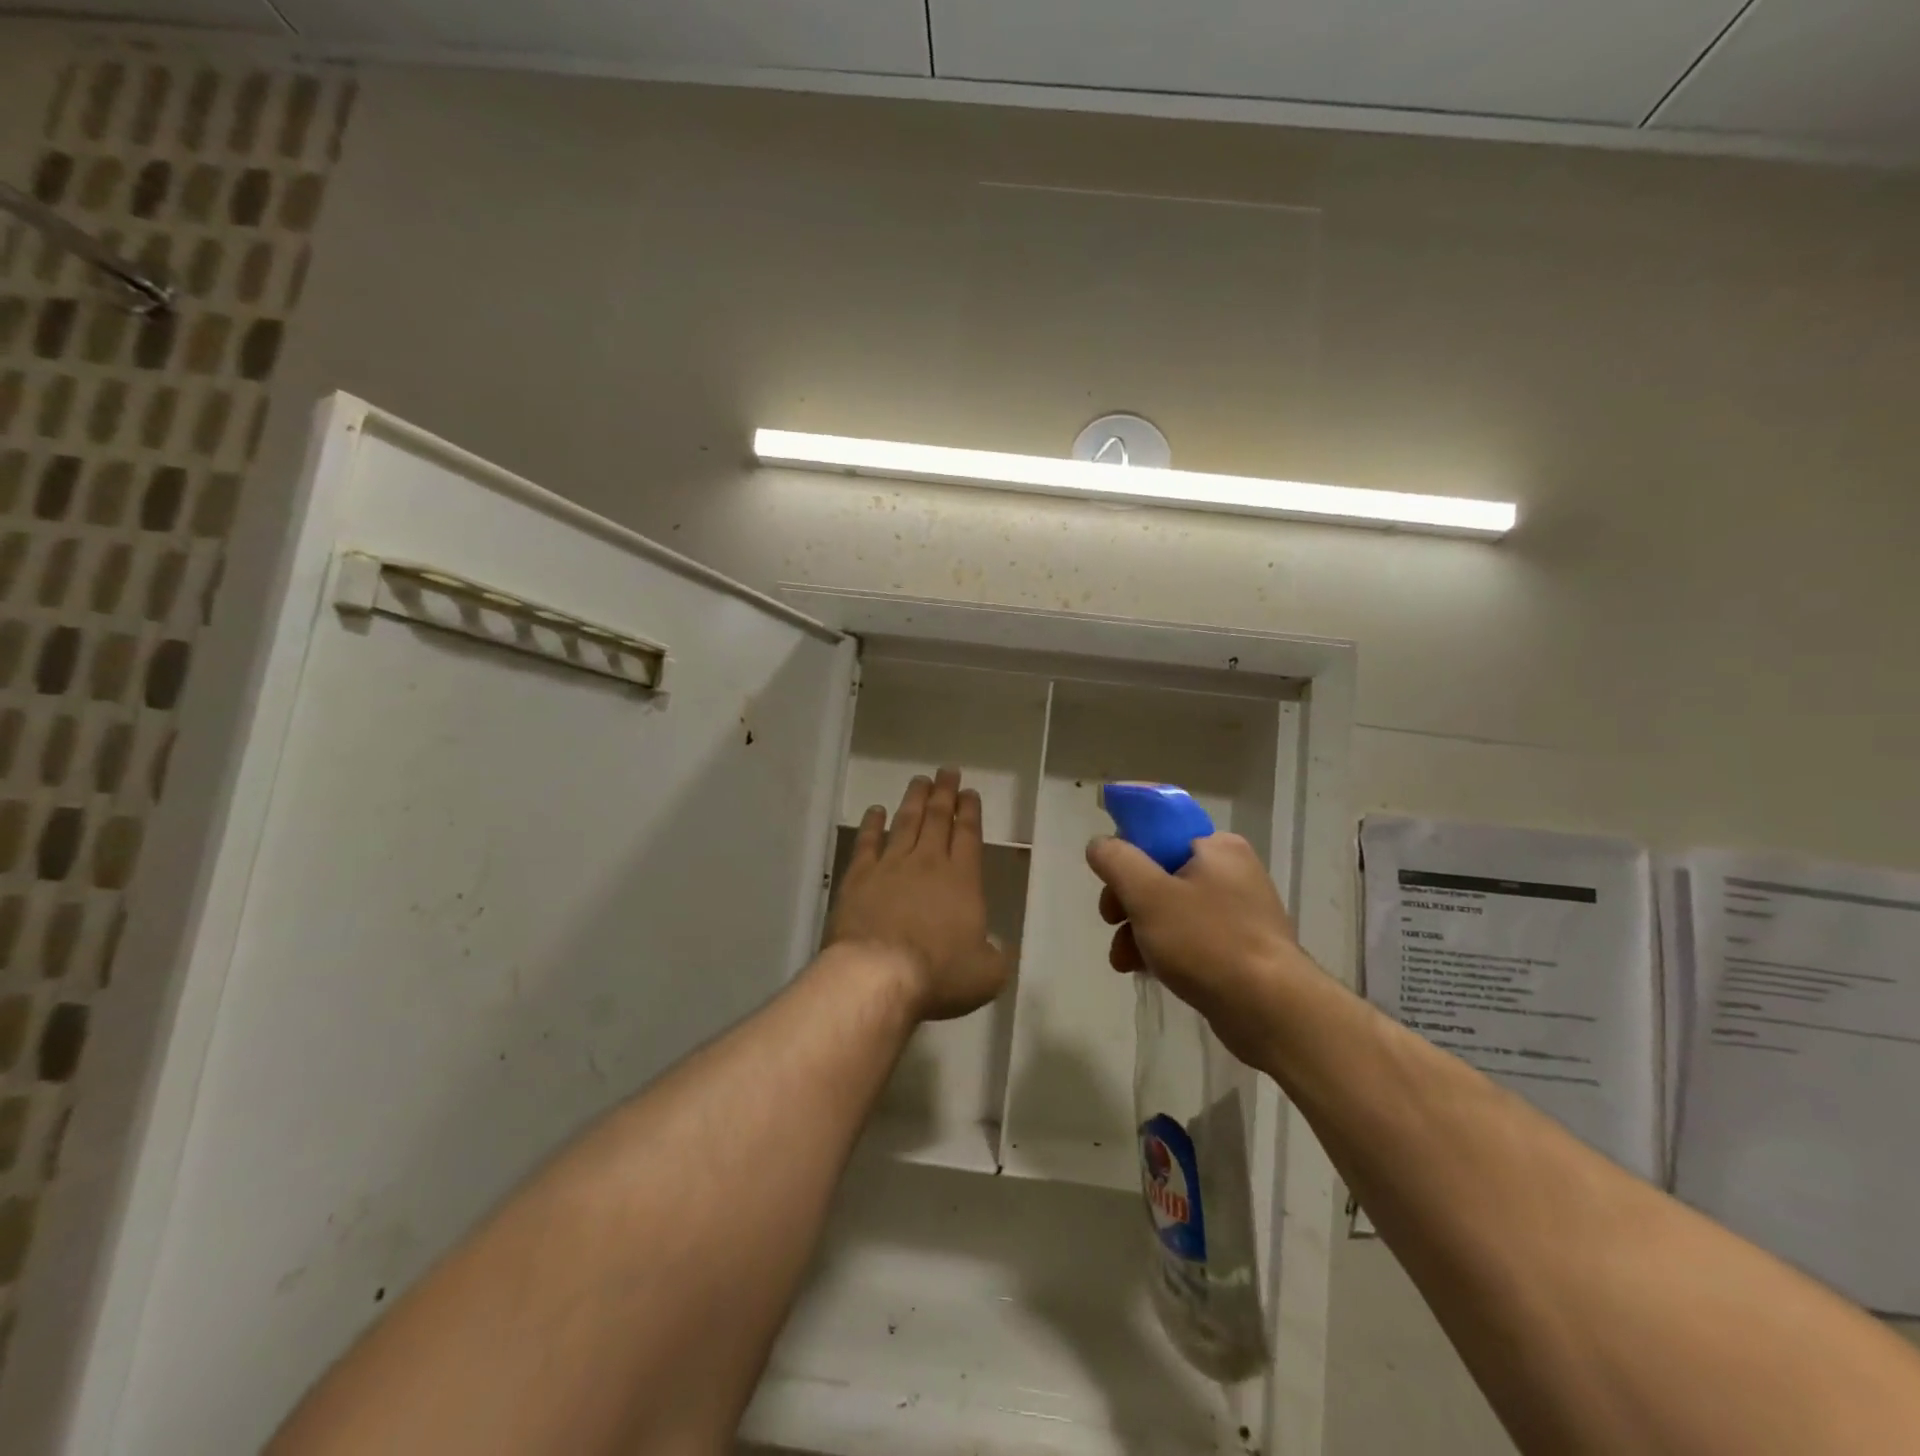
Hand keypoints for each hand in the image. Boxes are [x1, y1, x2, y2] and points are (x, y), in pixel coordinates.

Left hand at [826, 767, 1012, 1023]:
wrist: (879, 974)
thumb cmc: (938, 974)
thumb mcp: (987, 974)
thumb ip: (996, 955)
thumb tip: (996, 945)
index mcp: (963, 880)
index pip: (968, 835)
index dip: (970, 812)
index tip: (969, 792)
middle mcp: (928, 863)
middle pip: (938, 819)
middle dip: (944, 794)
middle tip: (947, 771)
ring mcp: (890, 866)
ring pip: (905, 823)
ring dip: (914, 800)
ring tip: (919, 781)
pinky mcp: (858, 877)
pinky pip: (867, 842)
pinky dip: (872, 824)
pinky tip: (875, 810)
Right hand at [1086, 832, 1314, 1065]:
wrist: (1271, 1011)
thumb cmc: (1207, 942)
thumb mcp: (1148, 894)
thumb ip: (1116, 861)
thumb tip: (1099, 845)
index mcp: (1217, 847)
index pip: (1158, 835)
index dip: (1126, 857)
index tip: (1109, 885)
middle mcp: (1232, 872)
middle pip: (1160, 874)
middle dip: (1128, 903)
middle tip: (1111, 923)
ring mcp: (1239, 912)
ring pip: (1171, 910)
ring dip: (1139, 931)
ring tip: (1123, 961)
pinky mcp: (1241, 948)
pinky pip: (1191, 938)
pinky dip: (1165, 950)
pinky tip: (1145, 971)